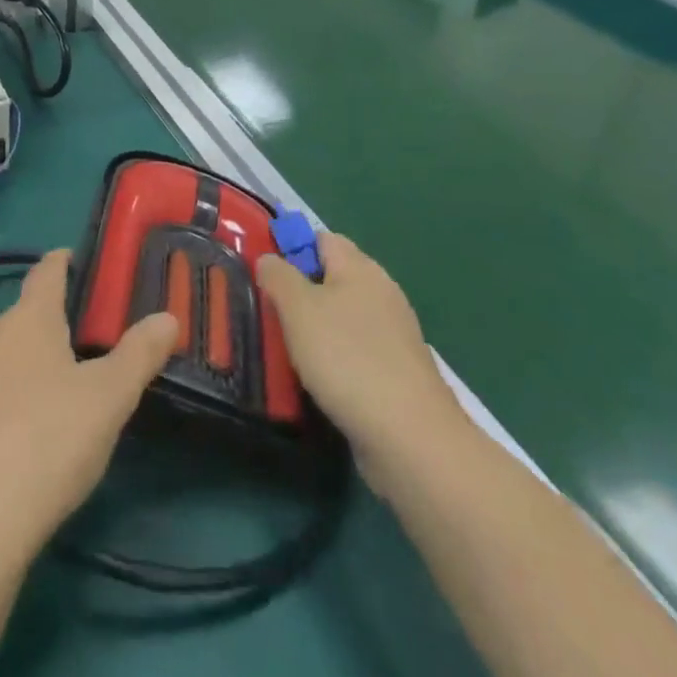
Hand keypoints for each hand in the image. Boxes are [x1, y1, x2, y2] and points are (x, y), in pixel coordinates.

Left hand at [0, 250, 177, 563]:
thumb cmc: (54, 442)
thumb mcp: (111, 398)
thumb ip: (140, 353)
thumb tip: (167, 316)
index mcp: (33, 318)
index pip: (47, 272)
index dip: (62, 262)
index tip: (74, 260)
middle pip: (22, 310)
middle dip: (46, 318)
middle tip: (76, 343)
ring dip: (9, 345)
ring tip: (32, 372)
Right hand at [256, 231, 465, 489]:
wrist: (411, 438)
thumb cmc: (347, 358)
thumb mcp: (297, 307)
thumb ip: (278, 275)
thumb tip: (269, 259)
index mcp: (361, 268)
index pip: (321, 238)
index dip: (291, 248)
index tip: (266, 275)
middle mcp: (382, 293)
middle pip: (332, 278)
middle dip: (300, 293)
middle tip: (270, 313)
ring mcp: (394, 335)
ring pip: (343, 317)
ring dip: (315, 330)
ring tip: (286, 350)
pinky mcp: (397, 373)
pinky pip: (356, 351)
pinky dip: (335, 360)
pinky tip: (318, 380)